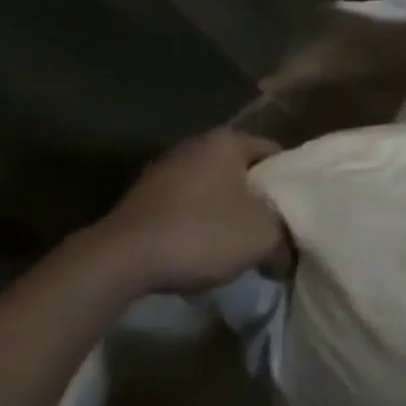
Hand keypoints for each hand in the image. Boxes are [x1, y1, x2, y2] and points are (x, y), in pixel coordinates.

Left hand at [84, 127, 287, 295]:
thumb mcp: (261, 238)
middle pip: (241, 172)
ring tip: (230, 247)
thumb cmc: (199, 233)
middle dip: (253, 200)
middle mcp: (195, 144)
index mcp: (229, 140)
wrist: (113, 264)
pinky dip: (191, 225)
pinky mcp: (136, 200)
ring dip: (221, 214)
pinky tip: (193, 253)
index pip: (275, 154)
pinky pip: (180, 208)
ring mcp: (161, 171)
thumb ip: (285, 239)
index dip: (288, 184)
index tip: (292, 212)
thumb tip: (288, 254)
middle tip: (265, 230)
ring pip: (209, 191)